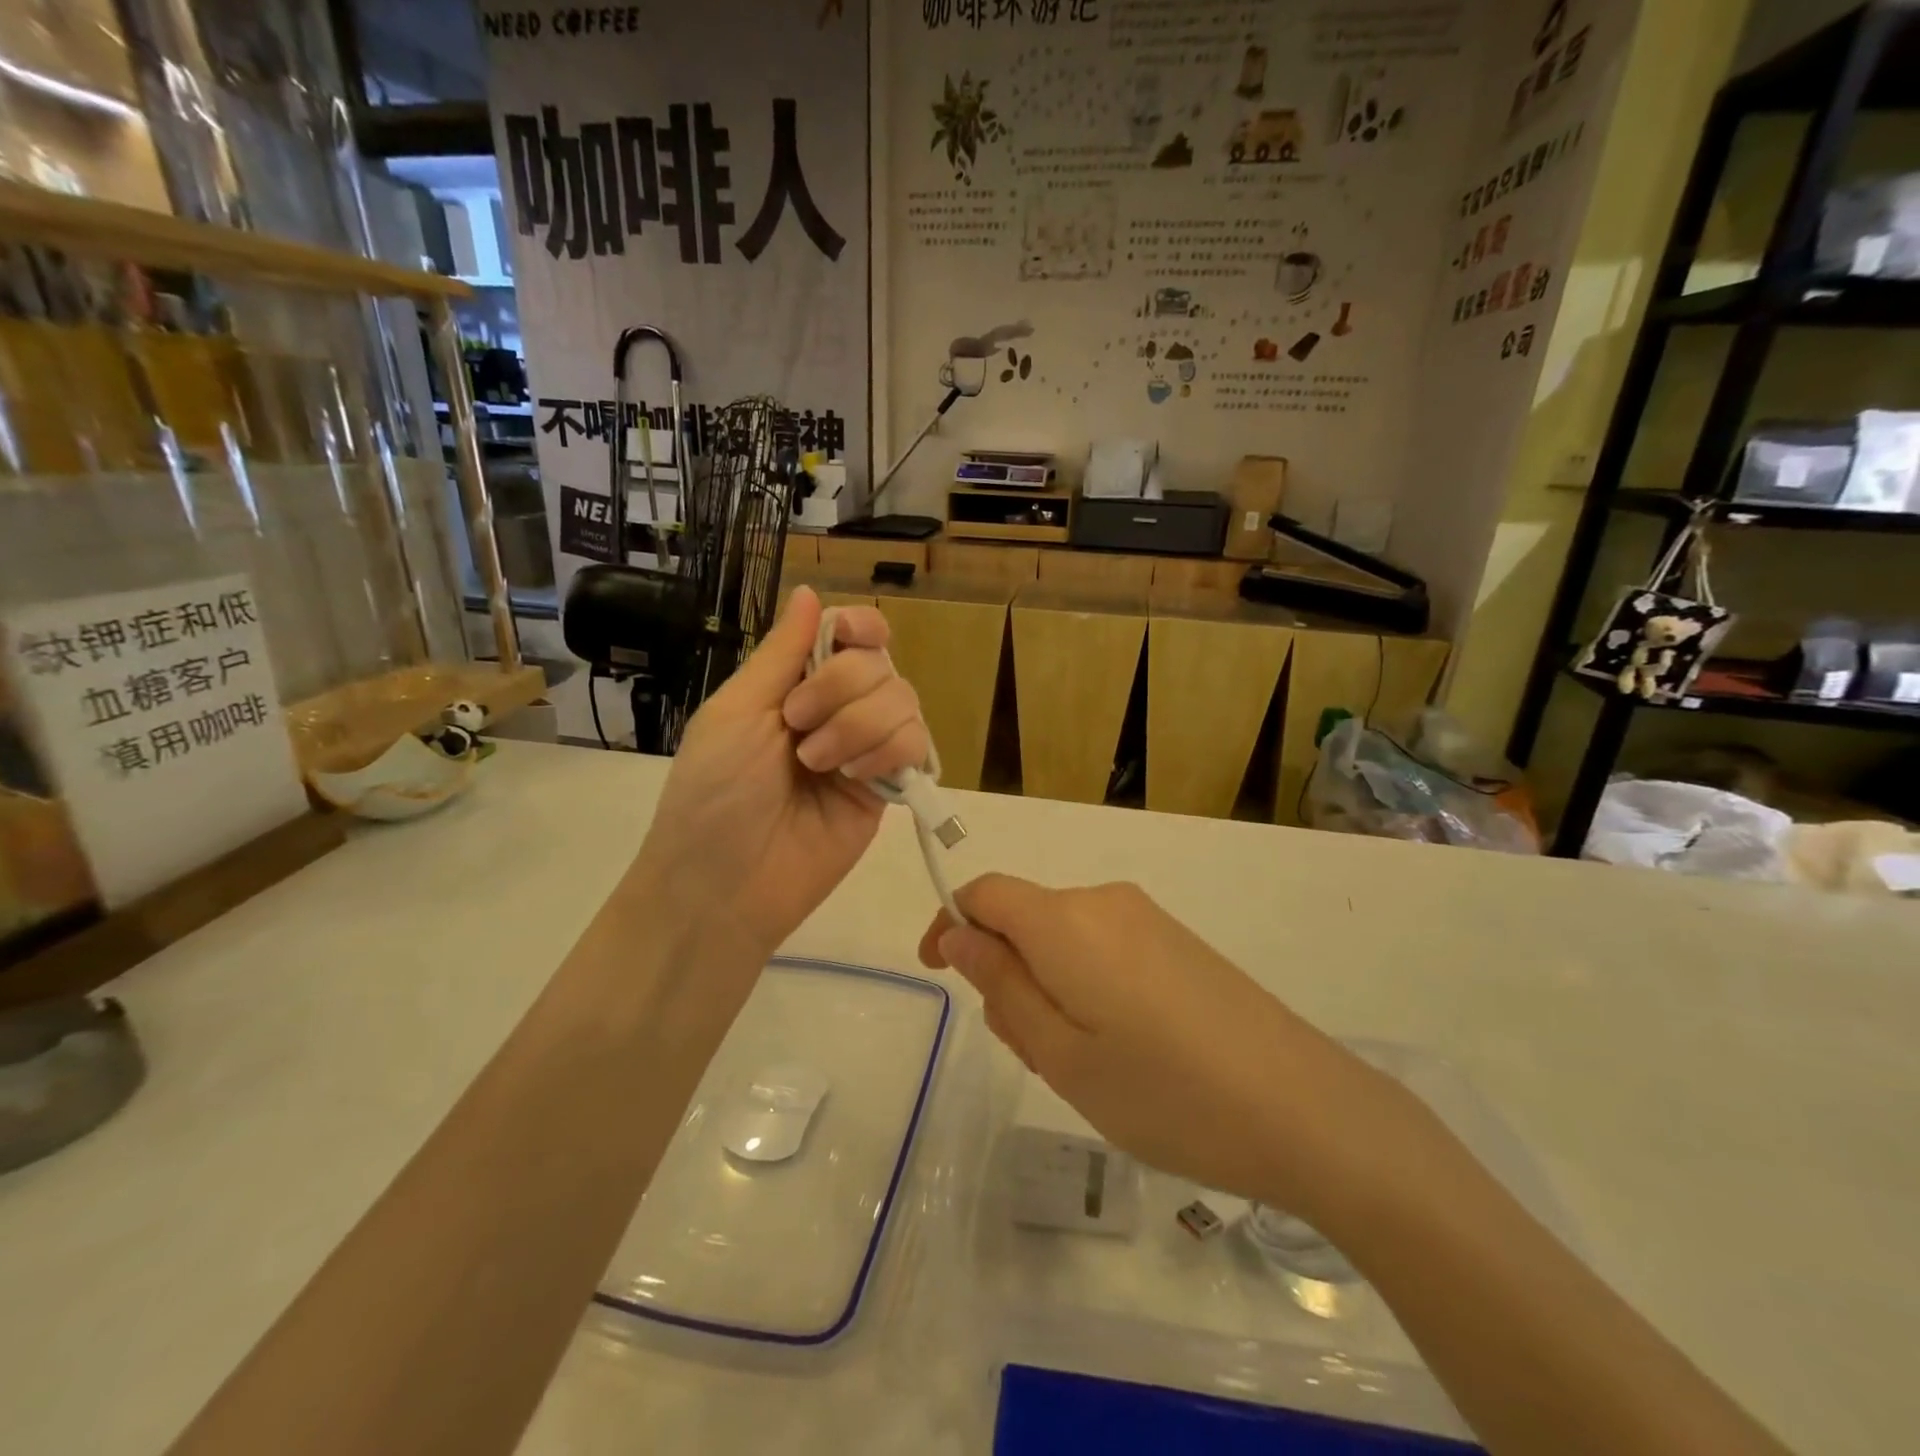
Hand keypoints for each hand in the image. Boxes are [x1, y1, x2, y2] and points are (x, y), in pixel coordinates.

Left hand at [638, 586, 928, 959]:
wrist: (725, 885)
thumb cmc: (713, 792)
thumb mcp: (736, 711)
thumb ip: (781, 653)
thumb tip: (810, 590)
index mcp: (794, 685)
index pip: (852, 636)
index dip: (860, 627)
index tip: (849, 638)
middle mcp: (837, 710)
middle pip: (880, 663)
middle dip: (841, 687)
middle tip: (797, 726)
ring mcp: (865, 750)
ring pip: (905, 700)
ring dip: (860, 724)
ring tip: (817, 765)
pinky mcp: (888, 789)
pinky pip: (916, 746)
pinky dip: (888, 751)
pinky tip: (855, 777)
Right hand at [920, 876, 1392, 1216]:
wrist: (1307, 1110)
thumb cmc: (1167, 1093)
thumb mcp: (1063, 1056)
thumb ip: (1003, 986)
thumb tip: (959, 936)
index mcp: (1066, 922)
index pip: (986, 893)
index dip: (951, 924)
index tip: (939, 973)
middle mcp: (1104, 902)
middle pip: (1025, 919)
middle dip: (1006, 973)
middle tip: (1030, 1052)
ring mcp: (1147, 919)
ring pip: (1063, 938)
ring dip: (1047, 987)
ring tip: (1079, 1065)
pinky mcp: (1177, 941)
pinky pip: (1103, 948)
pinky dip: (1084, 986)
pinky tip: (1120, 1050)